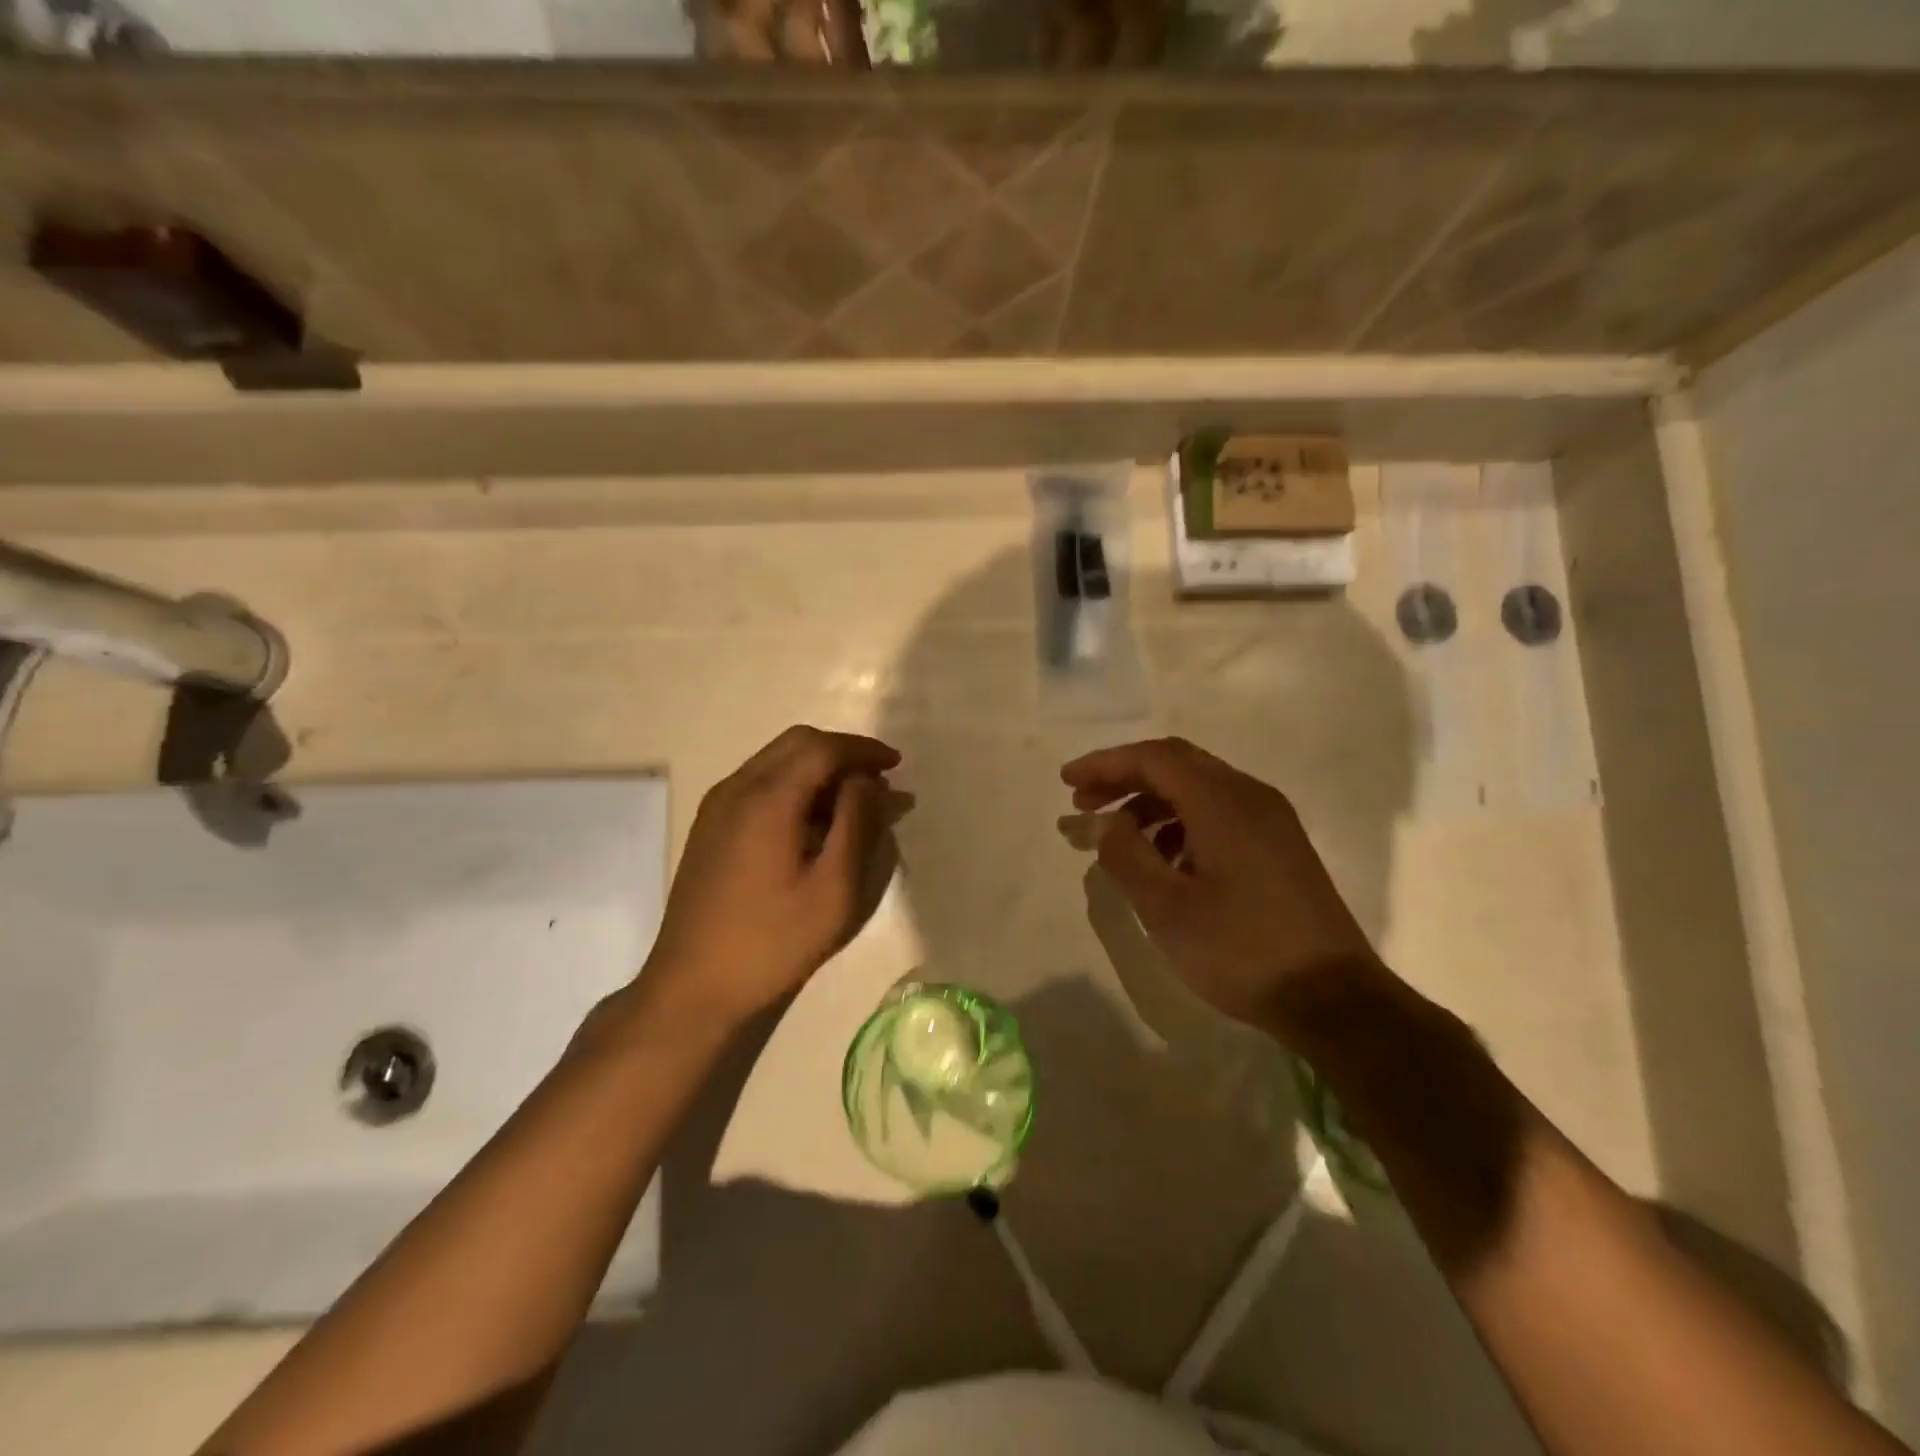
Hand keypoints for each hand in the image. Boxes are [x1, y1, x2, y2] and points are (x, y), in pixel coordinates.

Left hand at [643, 726, 898, 1030]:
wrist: (692, 987)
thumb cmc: (772, 942)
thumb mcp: (834, 889)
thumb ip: (858, 824)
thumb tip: (869, 782)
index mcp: (768, 798)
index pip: (823, 747)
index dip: (864, 749)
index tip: (896, 765)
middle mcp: (737, 788)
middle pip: (797, 743)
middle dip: (842, 753)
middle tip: (878, 782)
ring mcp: (717, 806)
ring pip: (776, 760)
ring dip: (818, 769)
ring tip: (852, 804)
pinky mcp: (710, 826)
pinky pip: (759, 782)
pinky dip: (794, 785)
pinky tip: (812, 823)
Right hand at [1062, 737, 1386, 1038]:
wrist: (1333, 998)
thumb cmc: (1240, 949)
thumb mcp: (1166, 907)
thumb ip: (1126, 855)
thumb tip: (1108, 824)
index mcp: (1222, 801)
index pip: (1154, 758)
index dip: (1105, 764)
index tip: (1067, 782)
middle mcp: (1250, 796)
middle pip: (1177, 764)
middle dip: (1125, 778)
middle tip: (1084, 802)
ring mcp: (1271, 820)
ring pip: (1199, 789)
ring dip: (1152, 803)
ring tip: (1118, 838)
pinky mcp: (1280, 846)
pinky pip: (1220, 814)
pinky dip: (1181, 823)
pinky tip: (1165, 860)